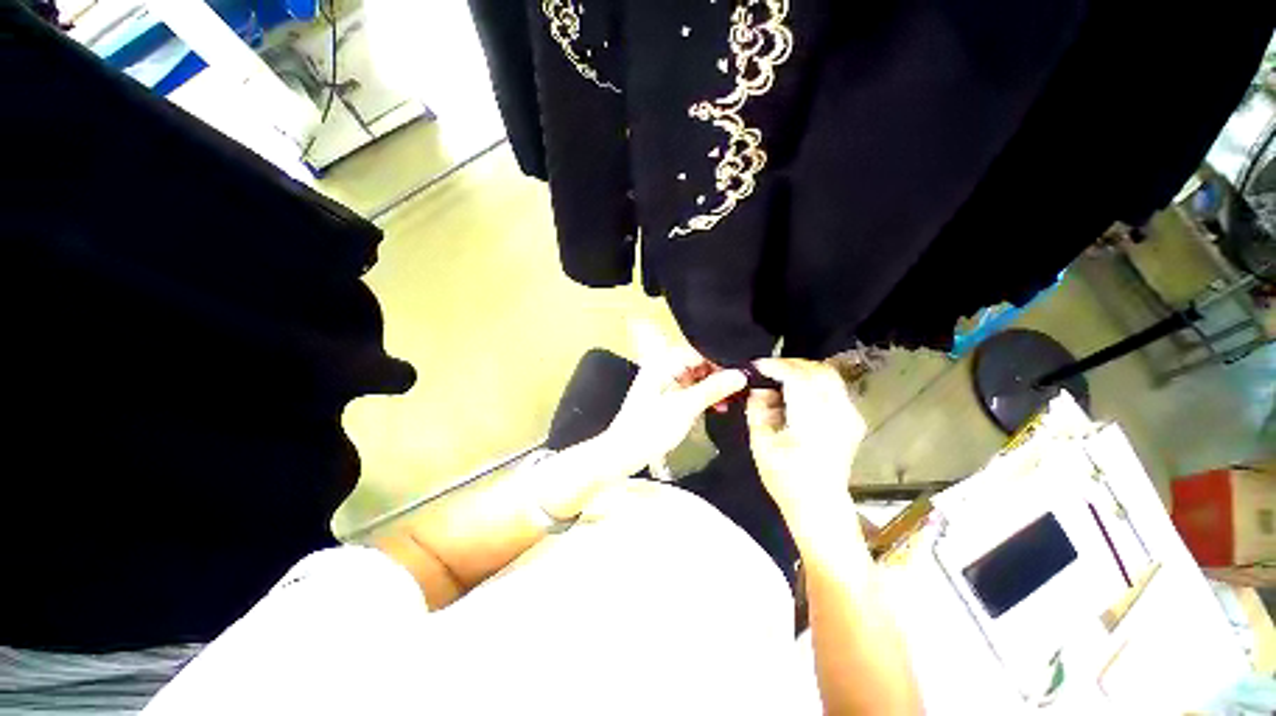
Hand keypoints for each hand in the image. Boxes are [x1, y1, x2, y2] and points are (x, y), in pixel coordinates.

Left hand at [604, 329, 745, 474]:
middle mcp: (663, 367)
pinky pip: (690, 388)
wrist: (624, 452)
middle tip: (739, 391)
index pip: (700, 351)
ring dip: (713, 388)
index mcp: (663, 363)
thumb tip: (740, 374)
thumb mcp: (686, 407)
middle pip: (699, 363)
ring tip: (728, 403)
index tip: (743, 375)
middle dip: (719, 376)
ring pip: (696, 377)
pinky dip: (703, 396)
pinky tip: (716, 407)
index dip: (722, 362)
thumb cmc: (650, 428)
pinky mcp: (666, 395)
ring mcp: (664, 381)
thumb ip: (713, 389)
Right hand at [745, 359, 866, 525]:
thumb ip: (758, 410)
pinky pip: (833, 388)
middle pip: (817, 371)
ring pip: (828, 375)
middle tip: (767, 370)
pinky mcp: (852, 419)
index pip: (797, 379)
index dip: (775, 367)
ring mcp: (850, 416)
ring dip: (802, 371)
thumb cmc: (785, 478)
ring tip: (780, 378)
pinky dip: (813, 381)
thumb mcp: (761, 444)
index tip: (756, 366)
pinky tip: (796, 392)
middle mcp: (838, 414)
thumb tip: (759, 388)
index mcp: (814, 422)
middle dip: (789, 365)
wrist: (819, 505)